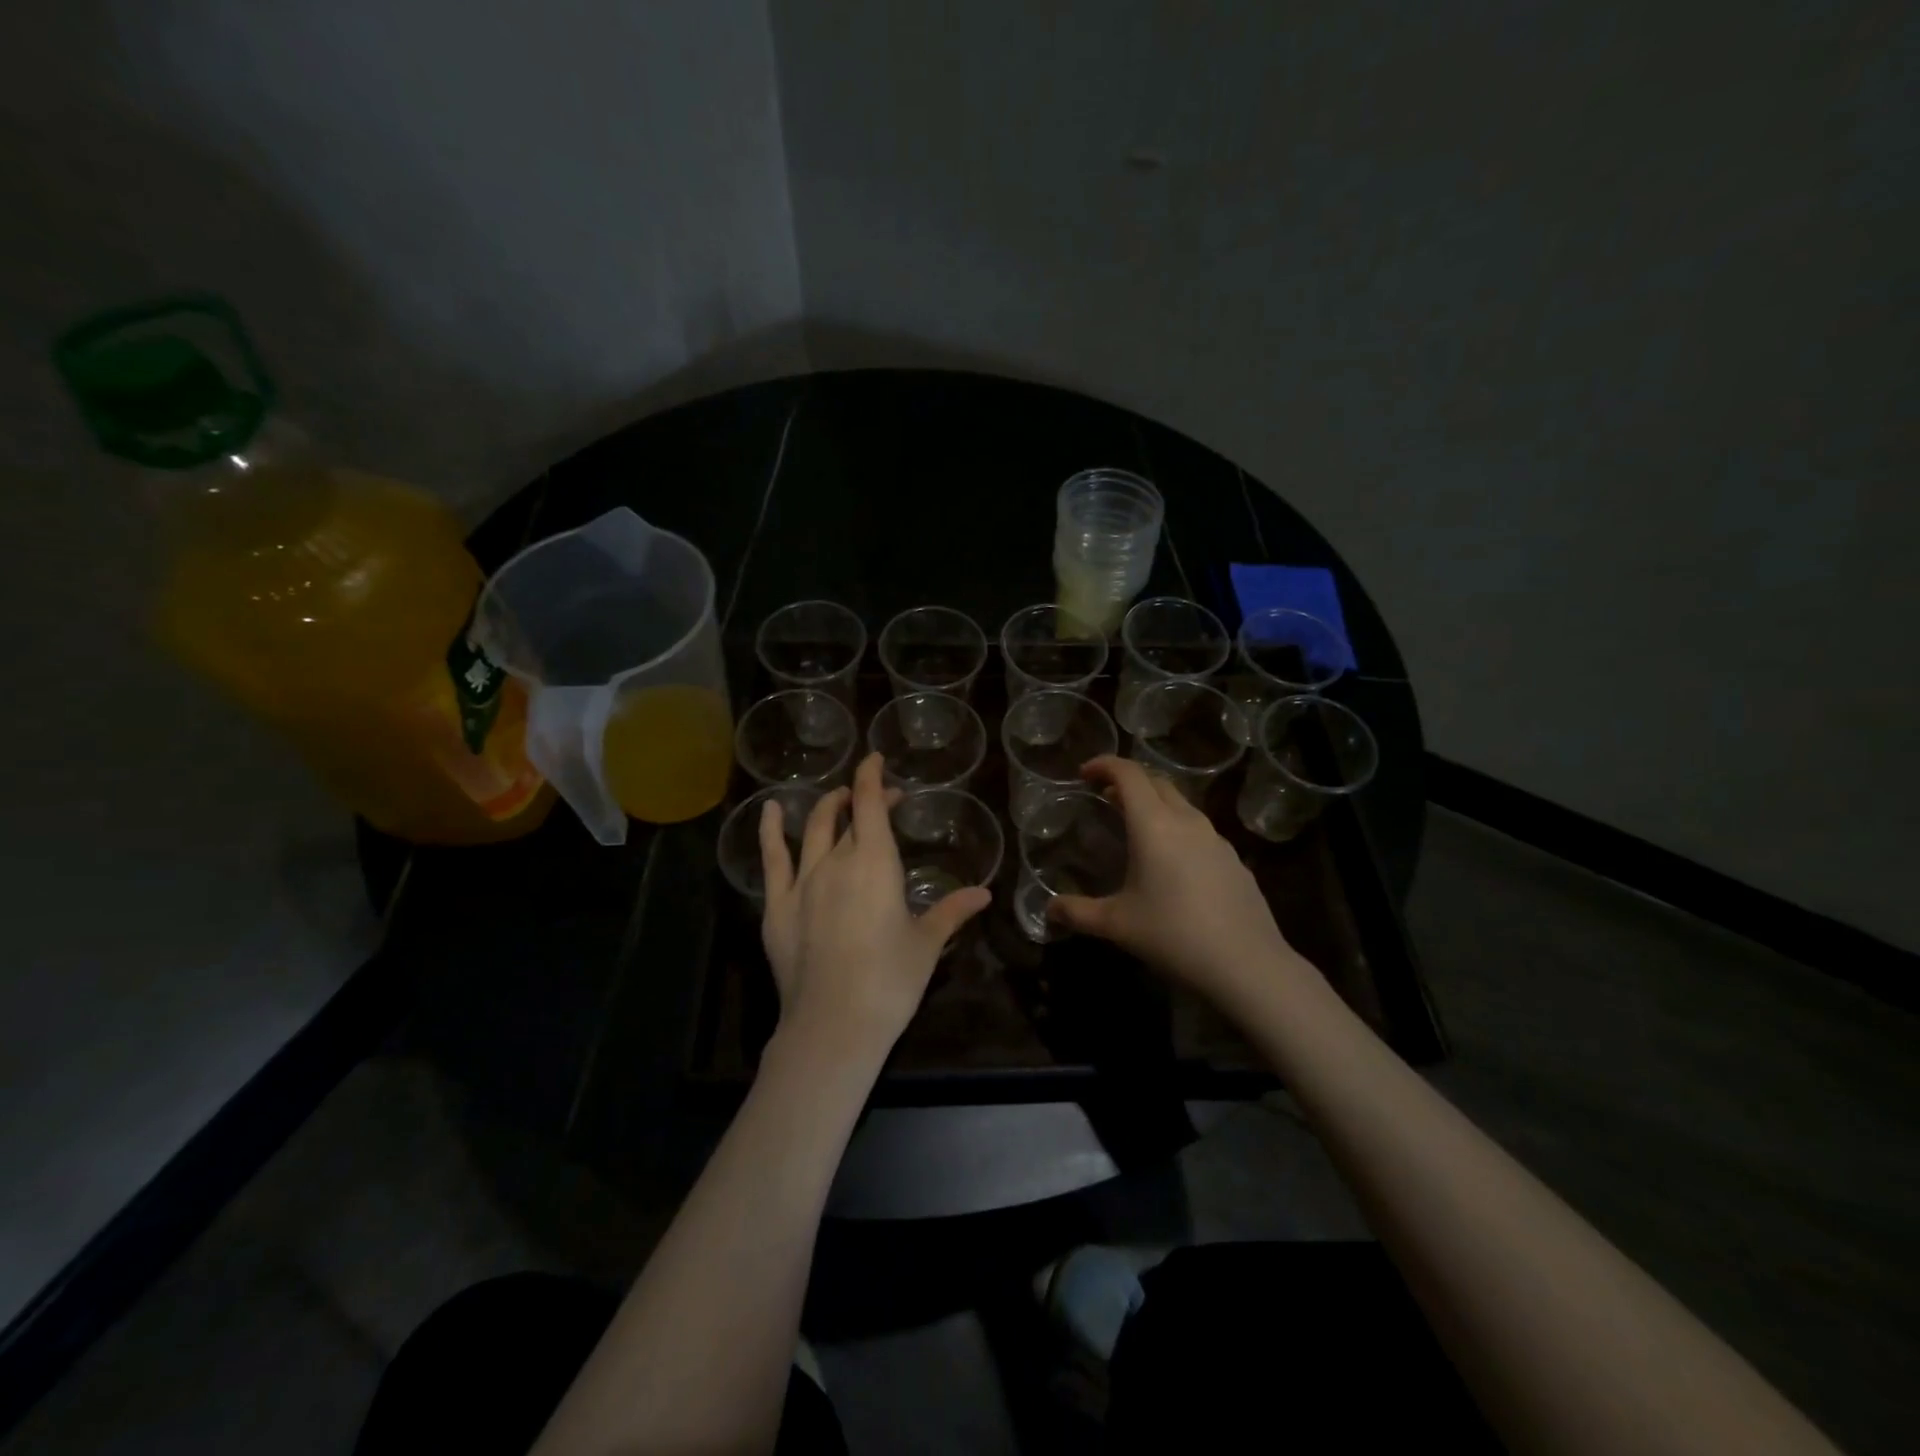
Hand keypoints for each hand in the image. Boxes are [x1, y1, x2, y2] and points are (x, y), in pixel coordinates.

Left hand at [760, 752, 991, 1056]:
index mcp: (875, 863)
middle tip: (878, 799)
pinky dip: (771, 830)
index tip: (878, 761)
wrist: (834, 1024)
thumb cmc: (890, 980)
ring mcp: (802, 882)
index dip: (873, 778)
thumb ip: (952, 911)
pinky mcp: (777, 907)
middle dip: (862, 799)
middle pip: (847, 816)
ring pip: (812, 830)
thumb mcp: (927, 944)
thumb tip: (984, 893)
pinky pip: (772, 859)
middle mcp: (836, 861)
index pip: (871, 804)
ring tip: (835, 799)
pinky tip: (770, 811)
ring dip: (825, 808)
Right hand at [1048, 755, 1307, 1007]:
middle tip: (1105, 796)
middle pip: (1157, 782)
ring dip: (1155, 804)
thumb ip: (1077, 913)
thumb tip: (1048, 910)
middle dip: (1128, 781)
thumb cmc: (1173, 935)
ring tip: (1136, 827)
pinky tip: (1172, 864)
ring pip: (1181, 805)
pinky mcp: (1235, 861)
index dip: (1104, 765)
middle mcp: (1187, 822)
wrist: (1247, 965)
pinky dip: (1177, 830)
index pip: (1128, 774)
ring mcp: (1216, 840)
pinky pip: (1200, 831)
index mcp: (1154, 825)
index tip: (1084, 773)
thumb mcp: (1116, 925)